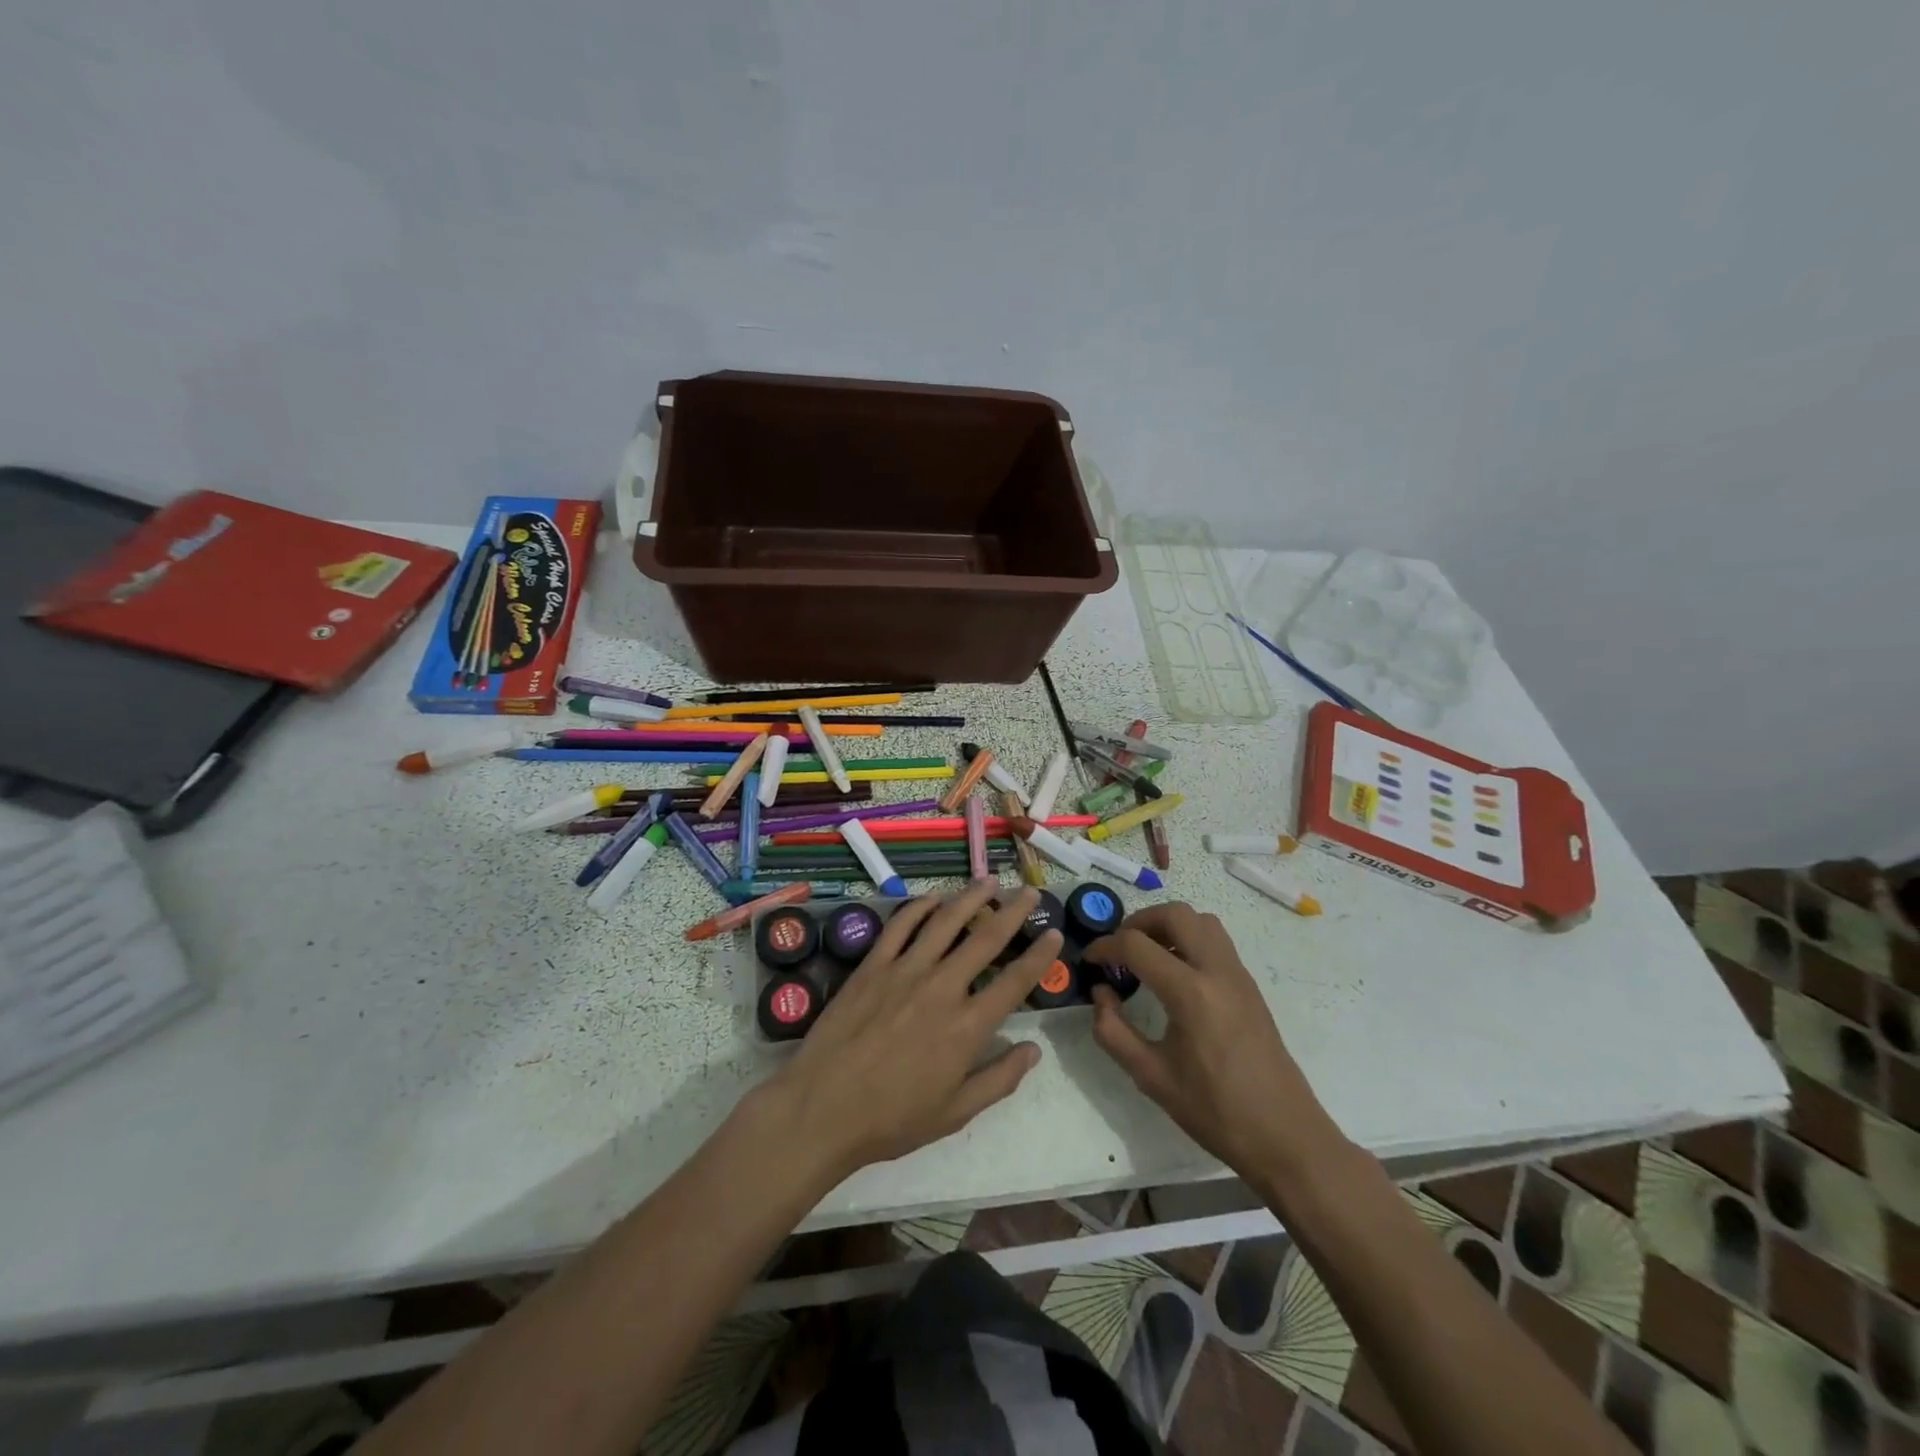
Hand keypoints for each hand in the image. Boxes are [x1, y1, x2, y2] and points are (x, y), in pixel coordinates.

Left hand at [767, 881, 1060, 1181]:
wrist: (822, 1108)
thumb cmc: (892, 1119)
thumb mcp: (955, 1113)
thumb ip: (999, 1080)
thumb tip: (1034, 1050)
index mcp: (967, 1027)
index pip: (1015, 981)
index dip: (1039, 954)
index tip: (1054, 932)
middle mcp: (942, 988)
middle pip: (985, 938)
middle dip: (1012, 911)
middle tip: (1028, 890)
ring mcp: (904, 970)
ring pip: (945, 921)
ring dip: (971, 897)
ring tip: (988, 881)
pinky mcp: (873, 965)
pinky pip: (901, 925)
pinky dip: (920, 907)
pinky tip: (933, 898)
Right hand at [1084, 902, 1344, 1177]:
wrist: (1284, 1136)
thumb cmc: (1215, 1111)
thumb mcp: (1151, 1077)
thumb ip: (1113, 1030)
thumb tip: (1101, 992)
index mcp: (1190, 993)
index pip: (1136, 945)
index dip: (1105, 946)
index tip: (1089, 960)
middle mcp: (1217, 971)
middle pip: (1175, 914)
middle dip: (1139, 922)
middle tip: (1119, 948)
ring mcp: (1238, 974)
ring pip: (1200, 920)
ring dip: (1168, 925)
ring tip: (1146, 954)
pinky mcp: (1249, 984)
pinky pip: (1216, 940)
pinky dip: (1189, 938)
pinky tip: (1174, 972)